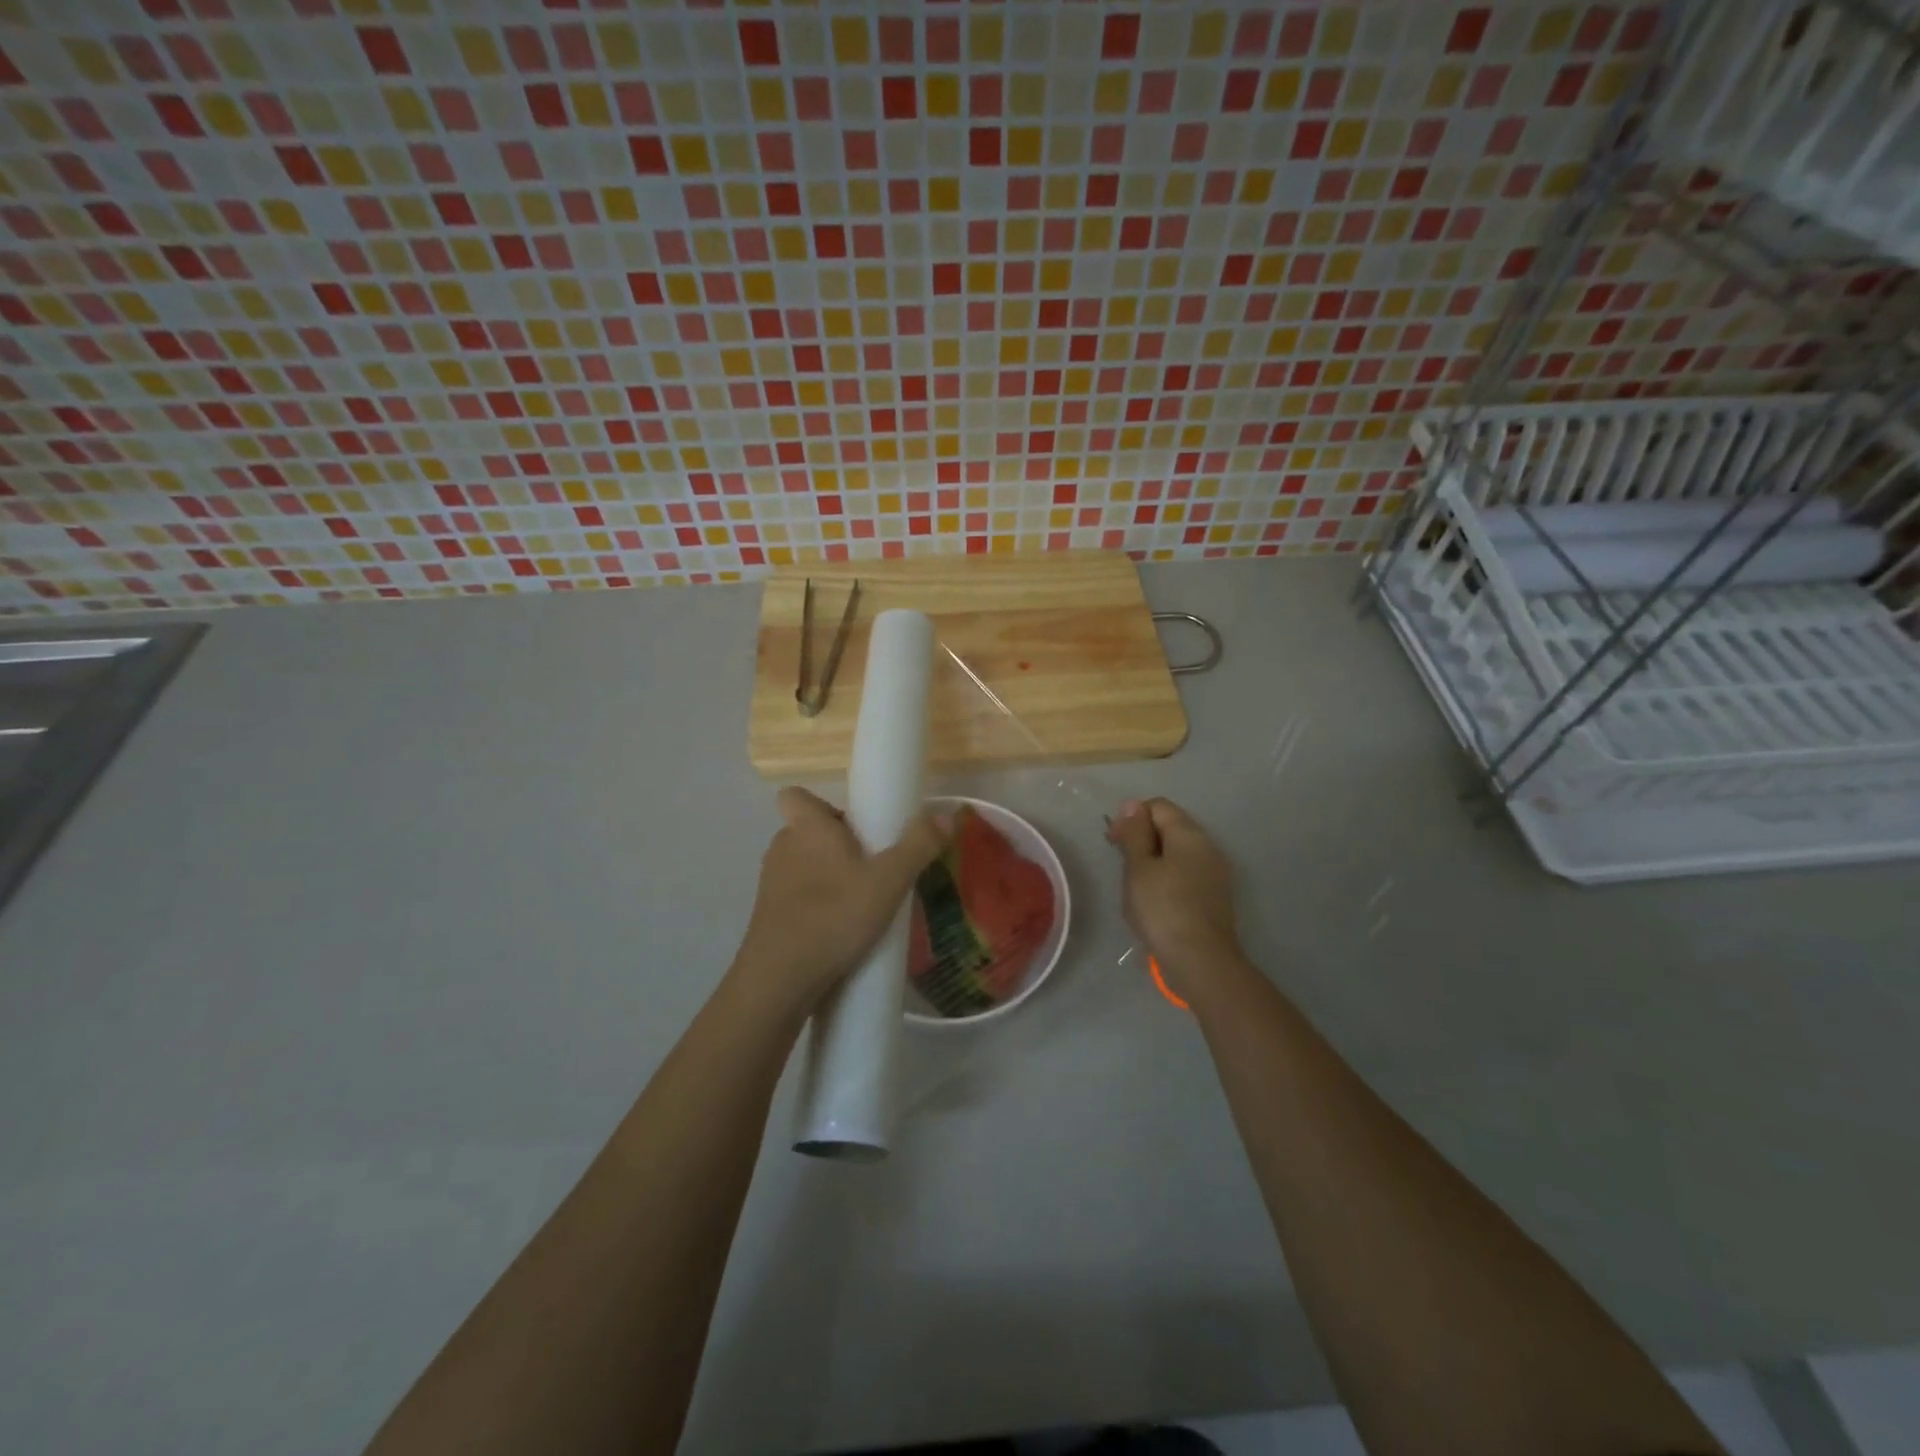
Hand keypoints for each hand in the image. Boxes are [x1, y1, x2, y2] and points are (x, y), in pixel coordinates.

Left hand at [730, 786, 945, 1019]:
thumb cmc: (834, 916)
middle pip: (809, 832)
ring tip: (863, 903)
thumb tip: (946, 815)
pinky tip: (842, 931)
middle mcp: (782, 847)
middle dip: (839, 845)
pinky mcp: (768, 917)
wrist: (780, 980)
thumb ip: (919, 845)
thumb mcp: (889, 880)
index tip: (854, 827)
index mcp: (806, 827)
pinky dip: (817, 906)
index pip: (796, 796)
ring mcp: (771, 884)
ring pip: (804, 866)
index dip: (821, 805)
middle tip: (875, 868)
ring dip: (829, 878)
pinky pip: (797, 898)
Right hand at [1107, 798, 1246, 1005]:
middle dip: (1143, 838)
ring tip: (1135, 885)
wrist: (1201, 960)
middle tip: (1122, 864)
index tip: (1113, 841)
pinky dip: (1169, 878)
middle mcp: (1208, 846)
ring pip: (1179, 852)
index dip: (1132, 816)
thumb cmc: (1162, 908)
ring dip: (1155, 860)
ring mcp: (1216, 872)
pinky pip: (1188, 873)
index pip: (1158, 806)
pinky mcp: (1216, 896)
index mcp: (1189, 834)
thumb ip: (1135, 833)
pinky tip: (1156, 901)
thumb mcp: (1139, 867)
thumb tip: (1133, 805)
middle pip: (1171, 827)